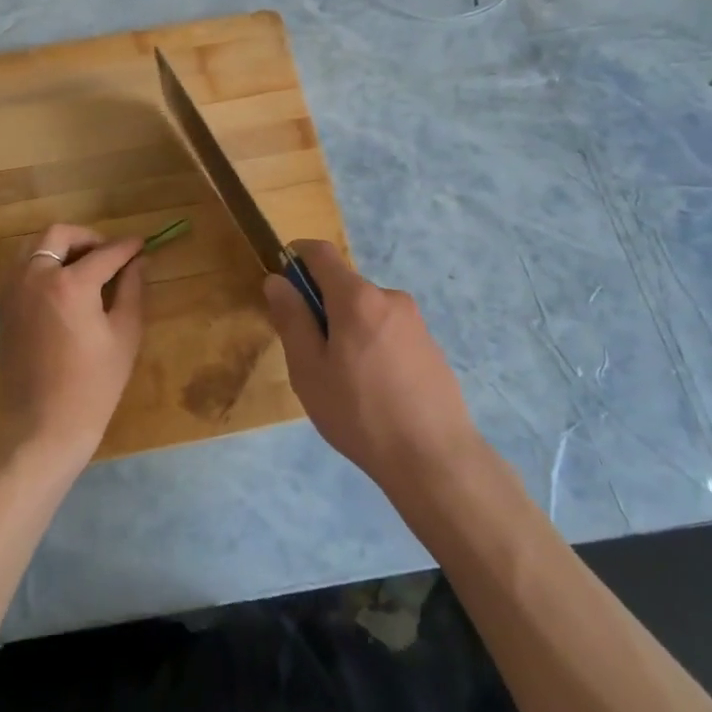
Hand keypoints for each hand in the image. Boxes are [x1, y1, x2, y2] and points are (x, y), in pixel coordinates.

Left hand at [0, 224, 146, 472]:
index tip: (142, 245)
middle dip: (88, 237)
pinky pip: (20, 266)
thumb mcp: (124, 335)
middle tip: (109, 255)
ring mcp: (14, 290)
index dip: (127, 247)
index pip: (105, 253)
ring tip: (84, 265)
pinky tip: (62, 283)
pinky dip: (40, 262)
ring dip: (60, 246)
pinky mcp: (3, 306)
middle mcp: (35, 276)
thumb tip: (139, 262)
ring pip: (33, 246)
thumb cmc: (92, 386)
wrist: (41, 426)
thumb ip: (132, 290)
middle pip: (59, 235)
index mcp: (70, 283)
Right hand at [264, 241, 482, 491]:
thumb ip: (292, 319)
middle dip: (321, 306)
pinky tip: (374, 390)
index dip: (295, 256)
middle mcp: (389, 297)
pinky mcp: (430, 345)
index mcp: (357, 298)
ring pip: (366, 311)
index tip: (281, 283)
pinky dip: (371, 345)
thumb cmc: (359, 413)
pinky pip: (388, 331)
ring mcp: (415, 321)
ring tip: (343, 382)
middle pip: (344, 285)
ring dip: (347, 329)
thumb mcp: (309, 370)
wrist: (435, 458)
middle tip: (310, 356)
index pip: (321, 253)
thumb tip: (277, 280)